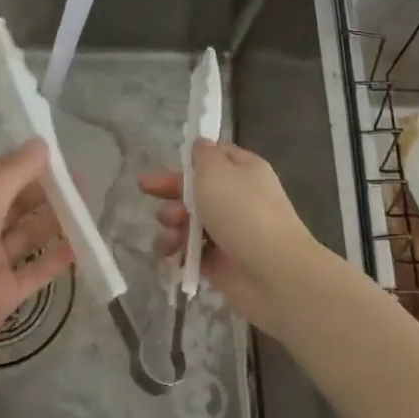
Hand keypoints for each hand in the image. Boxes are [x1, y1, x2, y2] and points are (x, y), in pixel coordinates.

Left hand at [0, 138, 73, 371]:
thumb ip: (16, 172)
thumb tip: (41, 142)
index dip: (25, 164)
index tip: (59, 157)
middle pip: (16, 204)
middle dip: (46, 193)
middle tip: (82, 185)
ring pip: (27, 236)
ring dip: (55, 223)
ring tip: (87, 212)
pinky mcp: (4, 292)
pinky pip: (35, 271)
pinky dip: (55, 260)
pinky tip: (81, 247)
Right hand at [138, 139, 316, 335]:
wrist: (272, 272)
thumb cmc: (243, 212)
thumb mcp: (217, 170)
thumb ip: (203, 155)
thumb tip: (201, 144)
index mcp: (243, 171)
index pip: (216, 157)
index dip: (192, 159)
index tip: (170, 162)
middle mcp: (236, 198)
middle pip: (194, 189)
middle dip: (170, 190)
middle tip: (146, 189)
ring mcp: (226, 231)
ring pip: (186, 220)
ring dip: (170, 222)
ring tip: (171, 230)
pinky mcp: (217, 262)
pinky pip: (187, 250)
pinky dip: (175, 250)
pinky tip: (170, 253)